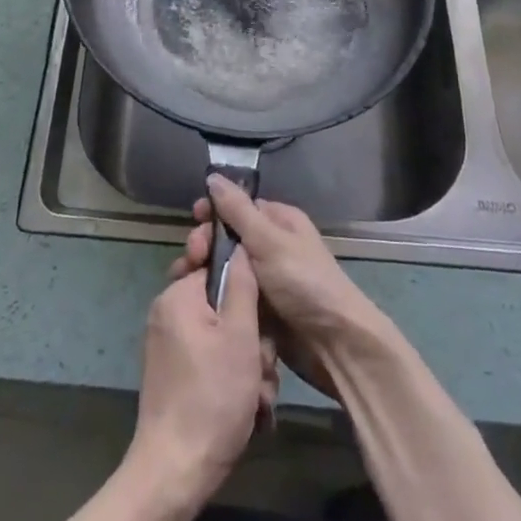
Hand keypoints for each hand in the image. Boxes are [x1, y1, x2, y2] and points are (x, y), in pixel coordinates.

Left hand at [127, 264, 274, 514]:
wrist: (176, 471)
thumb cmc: (212, 397)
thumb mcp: (239, 336)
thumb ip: (242, 284)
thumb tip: (239, 244)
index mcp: (178, 296)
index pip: (217, 266)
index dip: (246, 287)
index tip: (261, 312)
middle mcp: (169, 313)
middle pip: (224, 306)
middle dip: (252, 337)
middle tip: (262, 366)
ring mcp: (170, 345)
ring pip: (224, 337)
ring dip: (248, 364)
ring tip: (258, 396)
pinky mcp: (175, 374)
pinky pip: (212, 360)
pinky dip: (233, 378)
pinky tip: (250, 408)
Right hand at [170, 177, 384, 401]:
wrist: (334, 344)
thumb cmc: (304, 282)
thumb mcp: (268, 241)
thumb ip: (237, 210)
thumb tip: (213, 176)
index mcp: (278, 222)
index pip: (237, 207)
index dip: (213, 212)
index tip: (194, 219)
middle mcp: (270, 246)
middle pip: (226, 238)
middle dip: (205, 244)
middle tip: (192, 258)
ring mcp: (264, 280)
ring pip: (224, 269)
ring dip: (204, 272)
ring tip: (186, 281)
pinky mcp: (259, 309)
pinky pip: (230, 295)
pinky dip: (214, 296)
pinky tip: (195, 302)